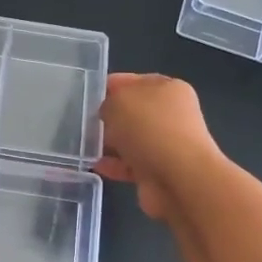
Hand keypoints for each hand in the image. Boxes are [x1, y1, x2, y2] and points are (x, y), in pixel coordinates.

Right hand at [95, 72, 226, 220]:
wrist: (178, 180)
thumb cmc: (150, 129)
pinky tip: (95, 165)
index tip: (86, 96)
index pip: (134, 81)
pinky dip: (114, 165)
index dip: (110, 86)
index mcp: (168, 89)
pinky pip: (129, 165)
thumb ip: (109, 102)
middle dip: (108, 118)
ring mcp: (166, 145)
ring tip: (84, 145)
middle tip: (83, 122)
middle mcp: (170, 115)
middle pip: (132, 112)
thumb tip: (108, 113)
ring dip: (110, 143)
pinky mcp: (158, 171)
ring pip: (130, 139)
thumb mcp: (119, 101)